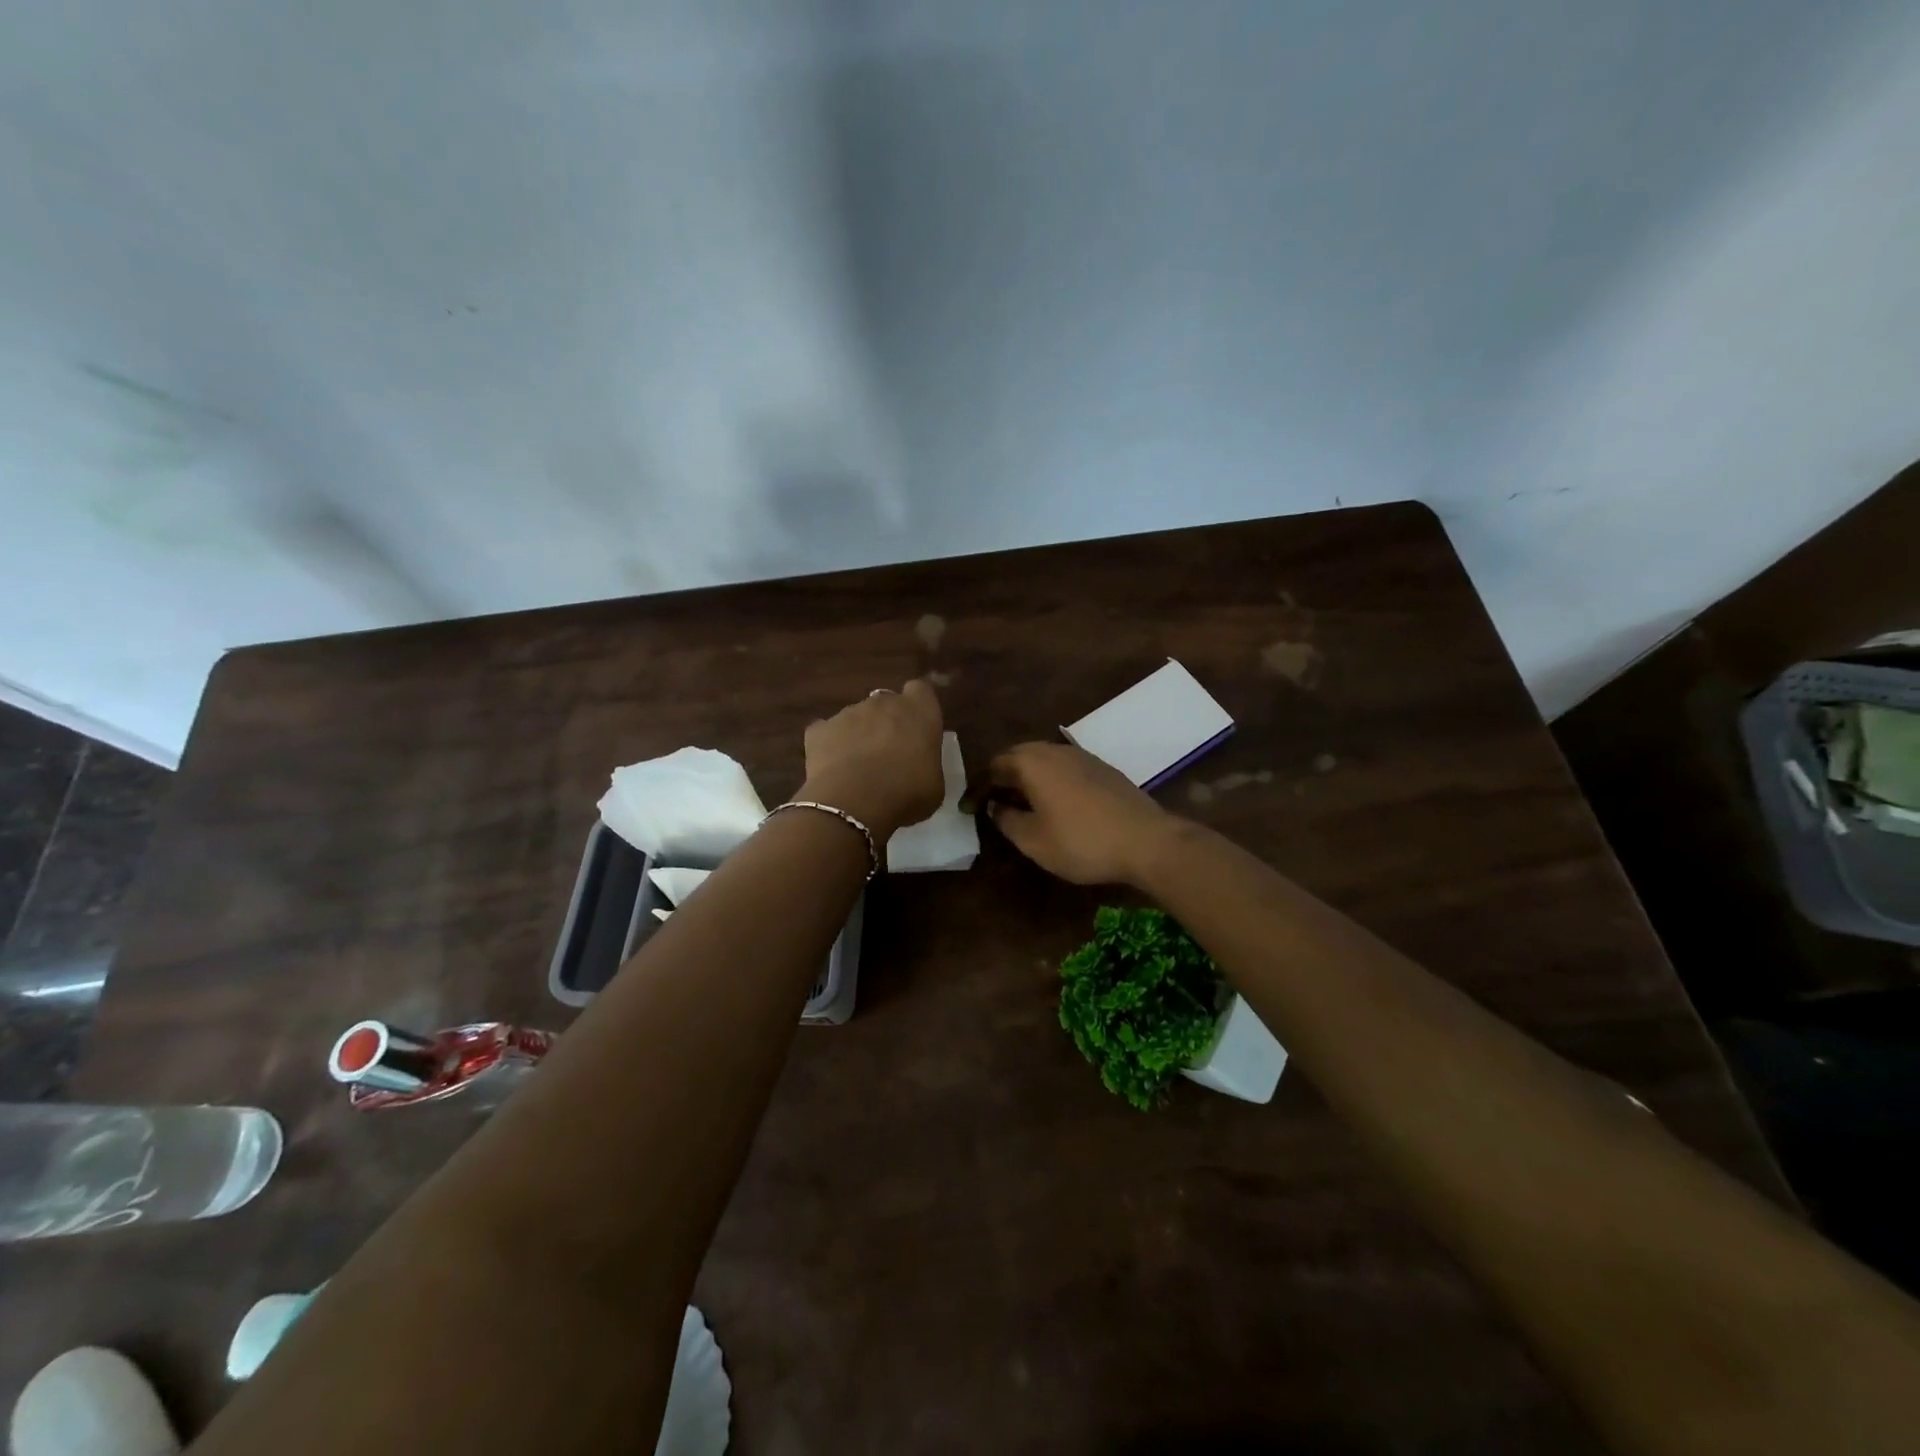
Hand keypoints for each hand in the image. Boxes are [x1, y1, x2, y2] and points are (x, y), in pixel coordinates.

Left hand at [800, 681, 946, 841]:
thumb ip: (927, 763)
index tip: (918, 727)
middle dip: (887, 721)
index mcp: (919, 711)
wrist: (854, 802)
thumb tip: (917, 764)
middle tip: (889, 753)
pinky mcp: (819, 729)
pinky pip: (826, 732)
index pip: (920, 690)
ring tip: (858, 767)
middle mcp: (883, 703)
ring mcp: (848, 713)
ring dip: (858, 734)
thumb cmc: (906, 793)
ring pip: (855, 717)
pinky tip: (832, 769)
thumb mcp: (934, 785)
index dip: (918, 706)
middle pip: (886, 703)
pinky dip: (829, 746)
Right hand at [985, 742, 1178, 886]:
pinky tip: (1055, 804)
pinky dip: (1050, 781)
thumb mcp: (1033, 840)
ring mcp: (1082, 756)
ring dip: (1027, 778)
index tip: (969, 809)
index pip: (993, 765)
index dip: (978, 787)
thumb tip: (995, 806)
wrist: (1146, 841)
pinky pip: (1064, 767)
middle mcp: (1054, 750)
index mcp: (1032, 762)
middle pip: (1018, 756)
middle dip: (1002, 777)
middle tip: (992, 802)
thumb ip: (1006, 820)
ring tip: (1021, 804)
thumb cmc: (1081, 841)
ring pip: (1043, 760)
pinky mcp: (1102, 768)